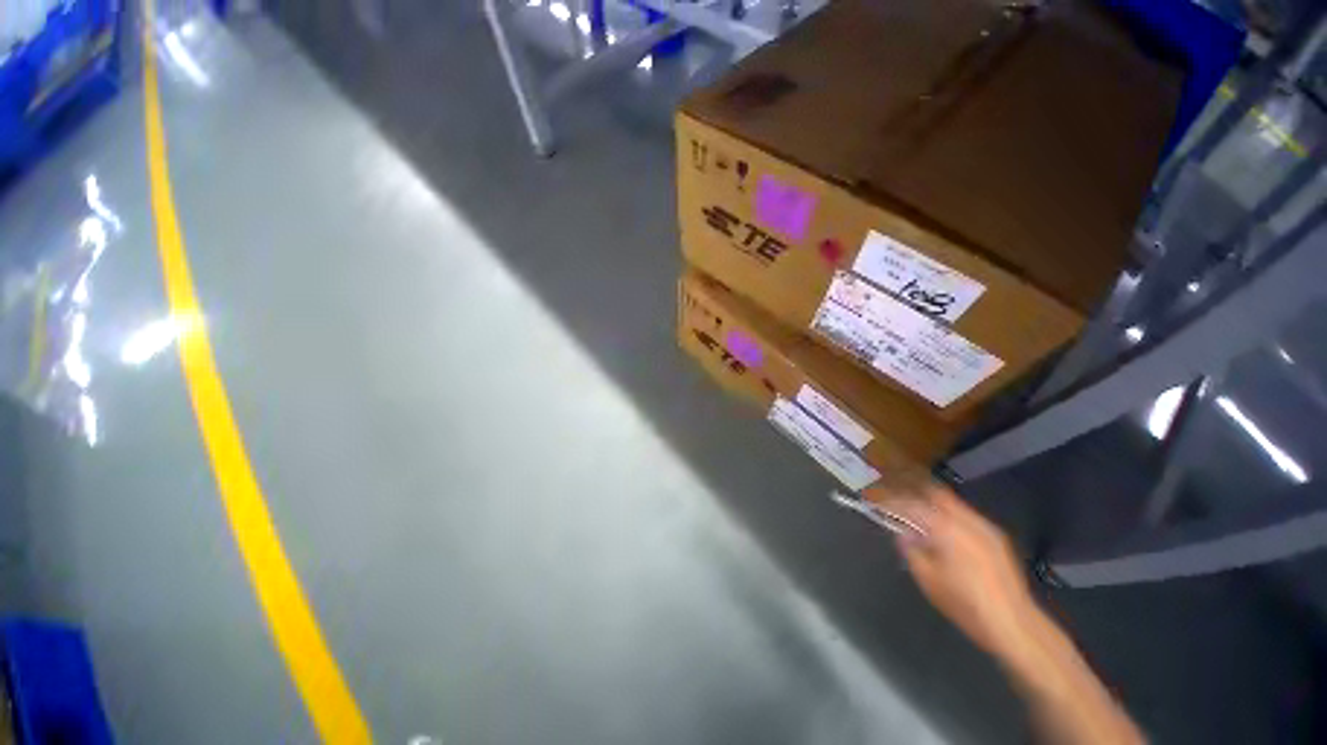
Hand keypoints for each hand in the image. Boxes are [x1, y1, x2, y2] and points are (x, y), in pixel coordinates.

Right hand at [865, 483, 1038, 658]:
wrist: (1014, 623)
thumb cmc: (964, 603)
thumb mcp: (927, 578)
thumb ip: (910, 549)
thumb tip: (903, 533)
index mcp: (944, 527)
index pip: (910, 504)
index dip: (891, 501)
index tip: (878, 502)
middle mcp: (965, 519)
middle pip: (934, 492)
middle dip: (913, 491)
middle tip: (898, 497)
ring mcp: (984, 526)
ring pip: (951, 501)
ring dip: (932, 503)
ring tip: (918, 513)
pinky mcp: (996, 536)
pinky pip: (965, 514)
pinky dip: (948, 514)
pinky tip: (944, 530)